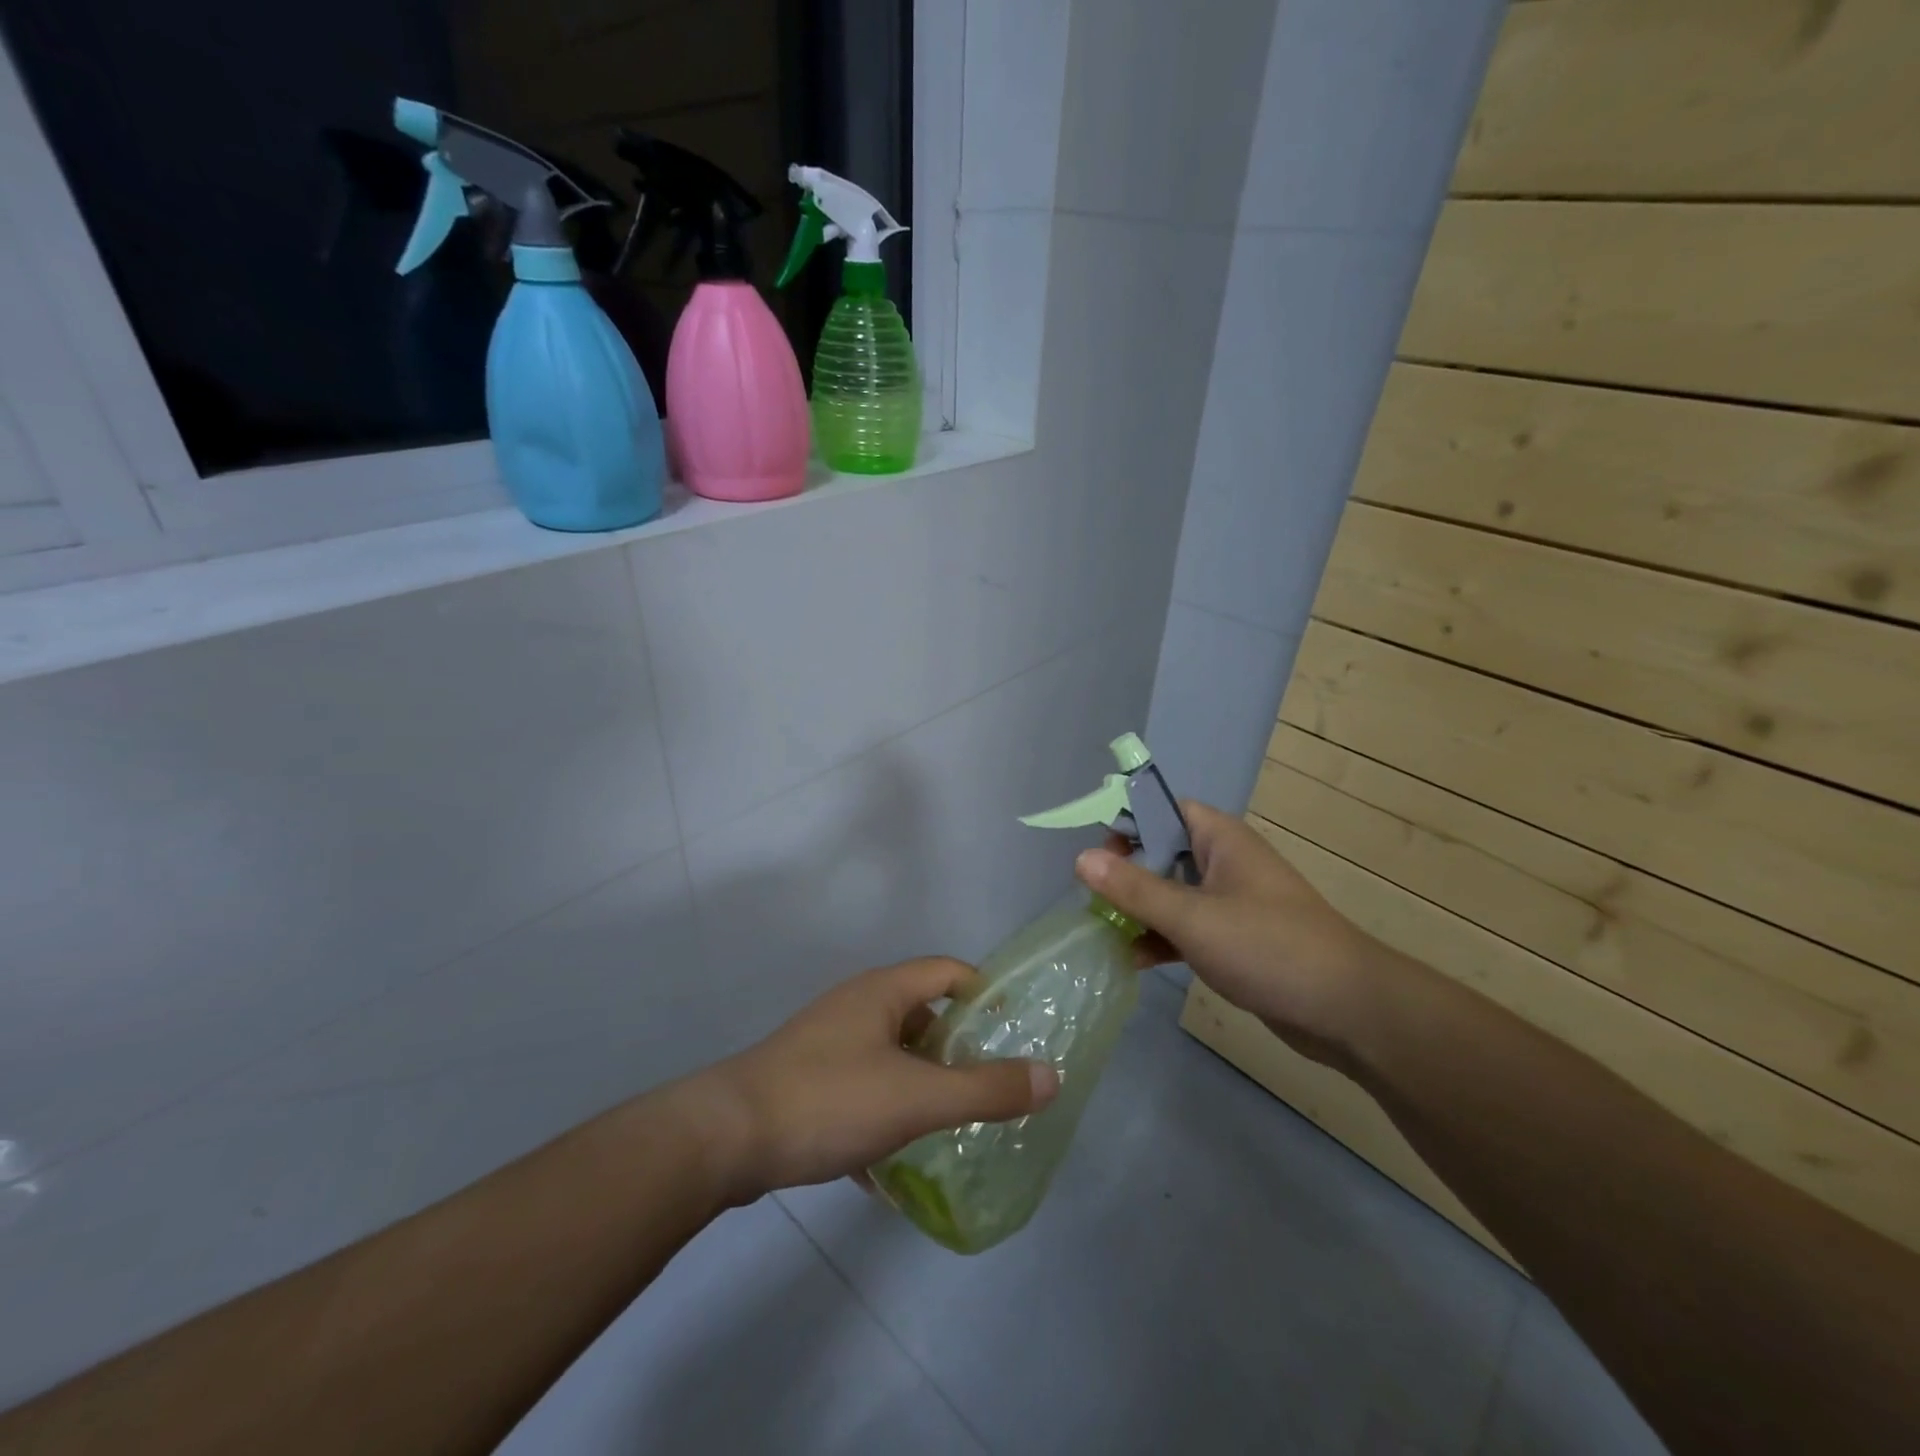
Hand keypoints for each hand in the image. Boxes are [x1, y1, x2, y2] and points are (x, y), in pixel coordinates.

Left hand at [691, 958, 1059, 1202]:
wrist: (725, 1138)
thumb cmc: (829, 1100)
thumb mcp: (917, 1098)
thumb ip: (986, 1089)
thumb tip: (1051, 1076)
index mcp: (883, 992)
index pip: (947, 970)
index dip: (984, 991)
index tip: (1013, 1028)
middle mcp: (855, 1006)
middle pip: (921, 1013)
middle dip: (955, 1047)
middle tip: (988, 1084)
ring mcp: (826, 1042)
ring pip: (890, 1054)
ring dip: (920, 1083)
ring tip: (948, 1124)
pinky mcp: (805, 1079)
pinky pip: (861, 1087)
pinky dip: (883, 1112)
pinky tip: (889, 1163)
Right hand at [1077, 801, 1381, 1068]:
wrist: (1348, 1010)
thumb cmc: (1268, 946)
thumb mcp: (1192, 916)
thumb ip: (1135, 889)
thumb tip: (1082, 859)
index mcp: (1220, 839)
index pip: (1164, 810)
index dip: (1128, 824)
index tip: (1096, 854)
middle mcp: (1225, 863)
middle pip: (1162, 854)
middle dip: (1126, 874)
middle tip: (1094, 899)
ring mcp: (1231, 904)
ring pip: (1172, 895)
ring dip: (1140, 911)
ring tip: (1103, 931)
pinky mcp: (1236, 941)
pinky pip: (1187, 929)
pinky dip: (1161, 939)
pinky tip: (1134, 961)